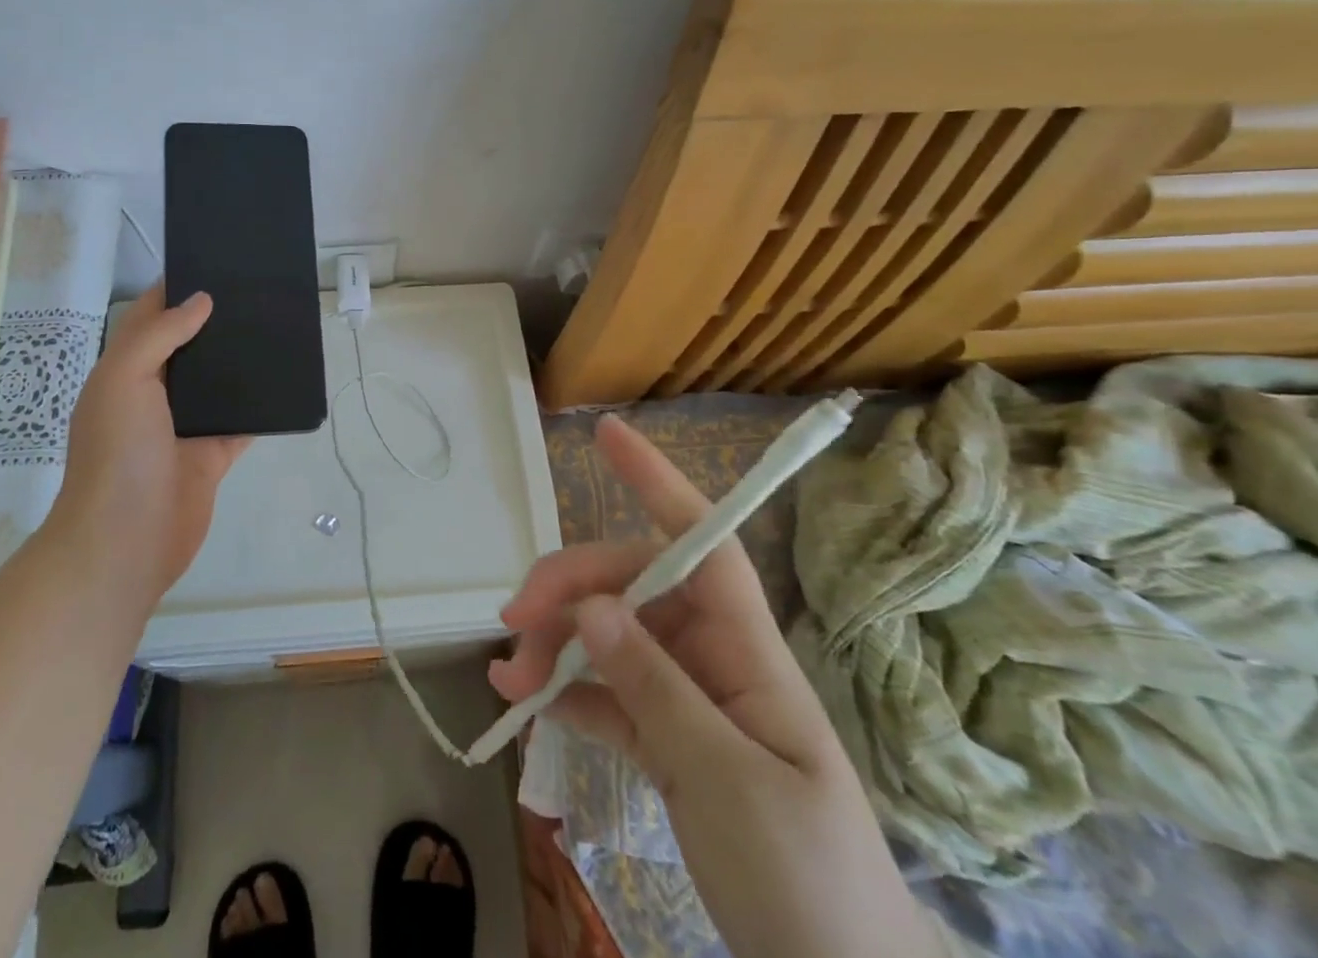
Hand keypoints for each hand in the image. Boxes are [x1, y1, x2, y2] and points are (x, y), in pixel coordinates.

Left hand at [54, 284, 251, 609]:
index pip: (150, 316)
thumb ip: (159, 334)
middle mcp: (153, 393)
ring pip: (217, 382)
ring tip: (277, 326)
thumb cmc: (118, 454)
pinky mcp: (210, 456)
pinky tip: (286, 383)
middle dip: (216, 321)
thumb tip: (202, 300)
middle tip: (258, 292)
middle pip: (189, 346)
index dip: (176, 289)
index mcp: (124, 370)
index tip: (215, 263)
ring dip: (240, 361)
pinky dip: (260, 406)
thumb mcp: (124, 380)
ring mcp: (183, 426)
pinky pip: (240, 422)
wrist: (125, 543)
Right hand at [489, 415, 940, 957]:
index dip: (658, 483)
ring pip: (606, 636)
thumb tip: (591, 607)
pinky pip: (602, 692)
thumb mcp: (729, 782)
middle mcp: (712, 656)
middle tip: (512, 622)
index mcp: (747, 650)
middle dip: (568, 591)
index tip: (607, 435)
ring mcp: (684, 697)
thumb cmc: (810, 882)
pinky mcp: (663, 739)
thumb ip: (656, 688)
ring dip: (552, 645)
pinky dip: (560, 689)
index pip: (703, 543)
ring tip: (507, 681)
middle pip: (631, 587)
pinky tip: (521, 699)